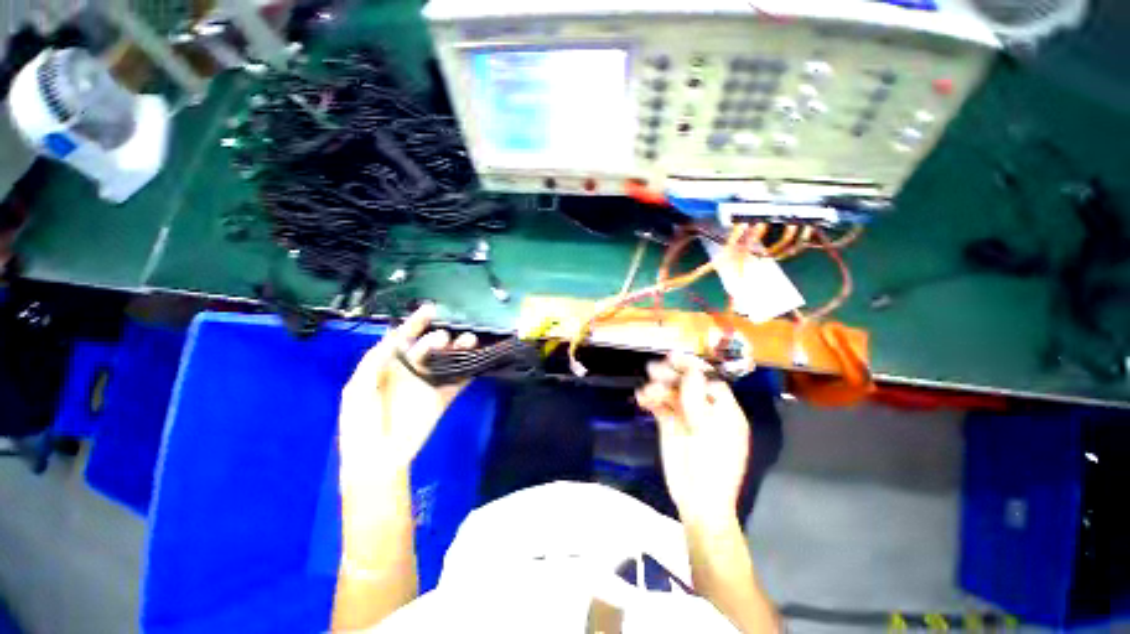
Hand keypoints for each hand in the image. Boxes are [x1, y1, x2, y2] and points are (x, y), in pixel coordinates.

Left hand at [338, 304, 476, 483]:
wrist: (377, 459)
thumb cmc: (361, 424)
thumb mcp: (357, 390)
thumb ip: (374, 363)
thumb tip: (394, 338)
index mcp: (390, 366)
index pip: (404, 339)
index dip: (416, 323)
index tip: (430, 309)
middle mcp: (411, 371)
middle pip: (430, 348)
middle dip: (439, 339)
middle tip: (446, 338)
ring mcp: (428, 384)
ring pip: (447, 361)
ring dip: (459, 351)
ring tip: (469, 342)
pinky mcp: (442, 399)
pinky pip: (458, 383)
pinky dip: (470, 372)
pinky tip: (478, 363)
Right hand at [636, 354, 750, 525]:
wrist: (698, 502)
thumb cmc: (711, 465)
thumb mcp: (708, 429)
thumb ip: (697, 397)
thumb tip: (690, 369)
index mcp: (724, 410)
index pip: (708, 379)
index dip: (691, 366)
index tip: (672, 358)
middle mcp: (706, 409)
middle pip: (688, 384)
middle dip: (670, 375)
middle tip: (652, 370)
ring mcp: (687, 417)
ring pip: (671, 394)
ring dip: (658, 388)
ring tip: (646, 391)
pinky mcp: (671, 425)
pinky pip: (660, 406)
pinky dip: (651, 400)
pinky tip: (642, 399)